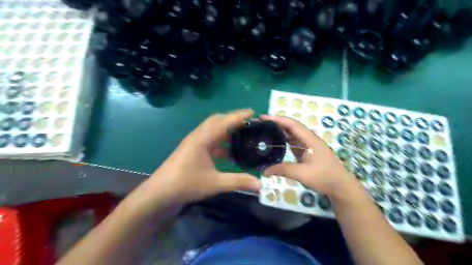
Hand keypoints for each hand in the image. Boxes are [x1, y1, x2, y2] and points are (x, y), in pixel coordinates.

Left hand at [134, 108, 261, 207]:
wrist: (159, 193)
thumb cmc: (185, 184)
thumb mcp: (214, 183)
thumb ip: (238, 182)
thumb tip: (260, 184)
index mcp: (202, 139)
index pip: (224, 122)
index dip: (239, 116)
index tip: (253, 112)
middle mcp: (198, 137)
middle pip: (217, 121)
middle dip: (232, 119)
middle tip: (248, 122)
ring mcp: (194, 143)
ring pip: (213, 130)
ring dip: (226, 130)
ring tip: (242, 134)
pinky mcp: (192, 151)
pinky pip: (210, 141)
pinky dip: (221, 142)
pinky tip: (230, 152)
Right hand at [262, 114, 361, 197]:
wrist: (340, 186)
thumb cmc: (324, 177)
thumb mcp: (302, 173)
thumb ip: (282, 170)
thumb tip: (264, 171)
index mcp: (309, 139)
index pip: (291, 124)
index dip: (277, 119)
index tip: (263, 118)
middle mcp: (308, 139)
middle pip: (290, 127)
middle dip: (275, 123)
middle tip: (260, 124)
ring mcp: (307, 145)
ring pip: (291, 134)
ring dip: (278, 131)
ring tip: (264, 131)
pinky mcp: (306, 151)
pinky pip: (292, 142)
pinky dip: (282, 140)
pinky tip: (274, 144)